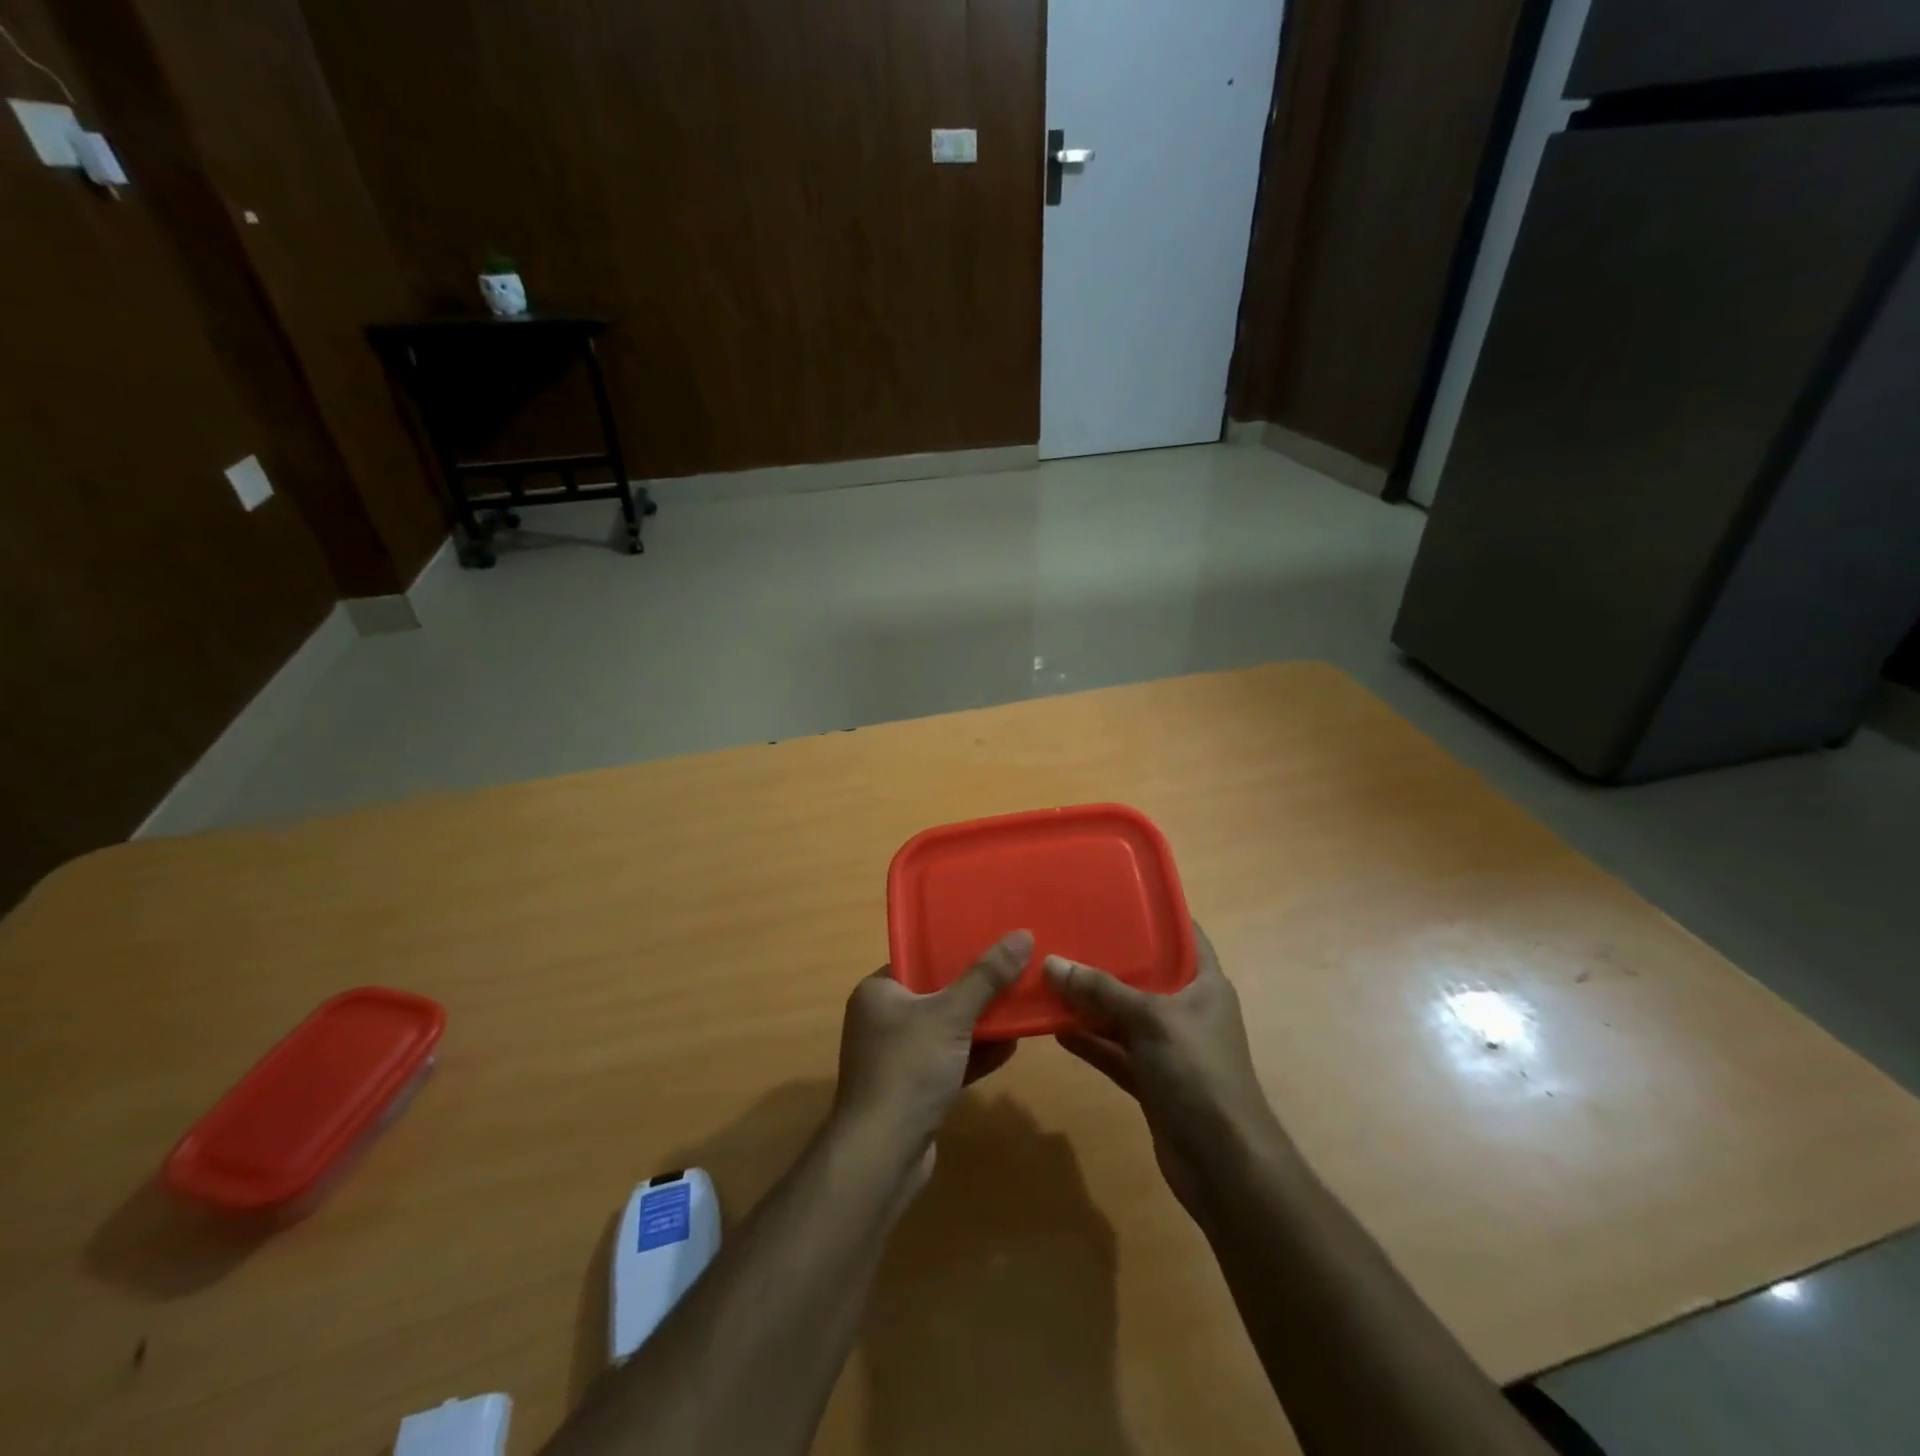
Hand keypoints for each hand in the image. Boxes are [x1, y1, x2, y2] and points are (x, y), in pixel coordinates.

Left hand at [832, 930, 1031, 1170]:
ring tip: (1021, 1005)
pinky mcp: (913, 1090)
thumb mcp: (951, 1014)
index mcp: (878, 992)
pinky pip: (949, 1060)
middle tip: (1016, 972)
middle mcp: (882, 1020)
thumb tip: (1022, 934)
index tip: (993, 941)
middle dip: (976, 988)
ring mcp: (897, 1058)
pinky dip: (975, 1054)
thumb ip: (987, 976)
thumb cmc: (908, 1069)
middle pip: (937, 994)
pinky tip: (1011, 1047)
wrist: (882, 1155)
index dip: (955, 949)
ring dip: (981, 1022)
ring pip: (946, 1030)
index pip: (918, 959)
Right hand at [1046, 923, 1283, 1216]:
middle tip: (1066, 932)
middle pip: (1145, 974)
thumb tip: (1052, 962)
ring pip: (1124, 1015)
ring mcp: (1169, 1047)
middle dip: (1108, 958)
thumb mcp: (1150, 1019)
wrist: (1224, 1163)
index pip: (1183, 934)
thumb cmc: (1198, 1072)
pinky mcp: (1152, 1080)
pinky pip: (1115, 1051)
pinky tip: (1055, 1028)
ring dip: (1091, 1002)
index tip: (1114, 895)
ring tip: (1050, 977)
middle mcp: (1188, 1010)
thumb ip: (1101, 990)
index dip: (1154, 914)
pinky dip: (1090, 1041)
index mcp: (1205, 984)